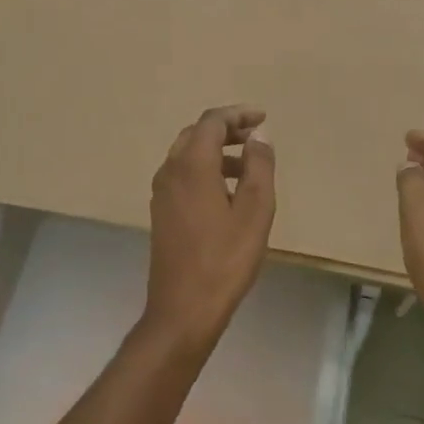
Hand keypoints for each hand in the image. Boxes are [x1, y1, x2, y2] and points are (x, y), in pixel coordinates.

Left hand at [141, 105, 276, 354]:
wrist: (183, 310)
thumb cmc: (225, 260)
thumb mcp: (255, 211)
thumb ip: (259, 166)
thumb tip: (258, 136)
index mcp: (192, 164)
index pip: (212, 121)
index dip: (238, 114)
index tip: (262, 118)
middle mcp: (170, 170)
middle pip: (197, 133)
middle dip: (227, 130)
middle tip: (255, 138)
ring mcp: (162, 192)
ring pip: (187, 154)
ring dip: (216, 151)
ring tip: (248, 167)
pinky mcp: (161, 212)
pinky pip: (182, 174)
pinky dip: (205, 169)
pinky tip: (226, 192)